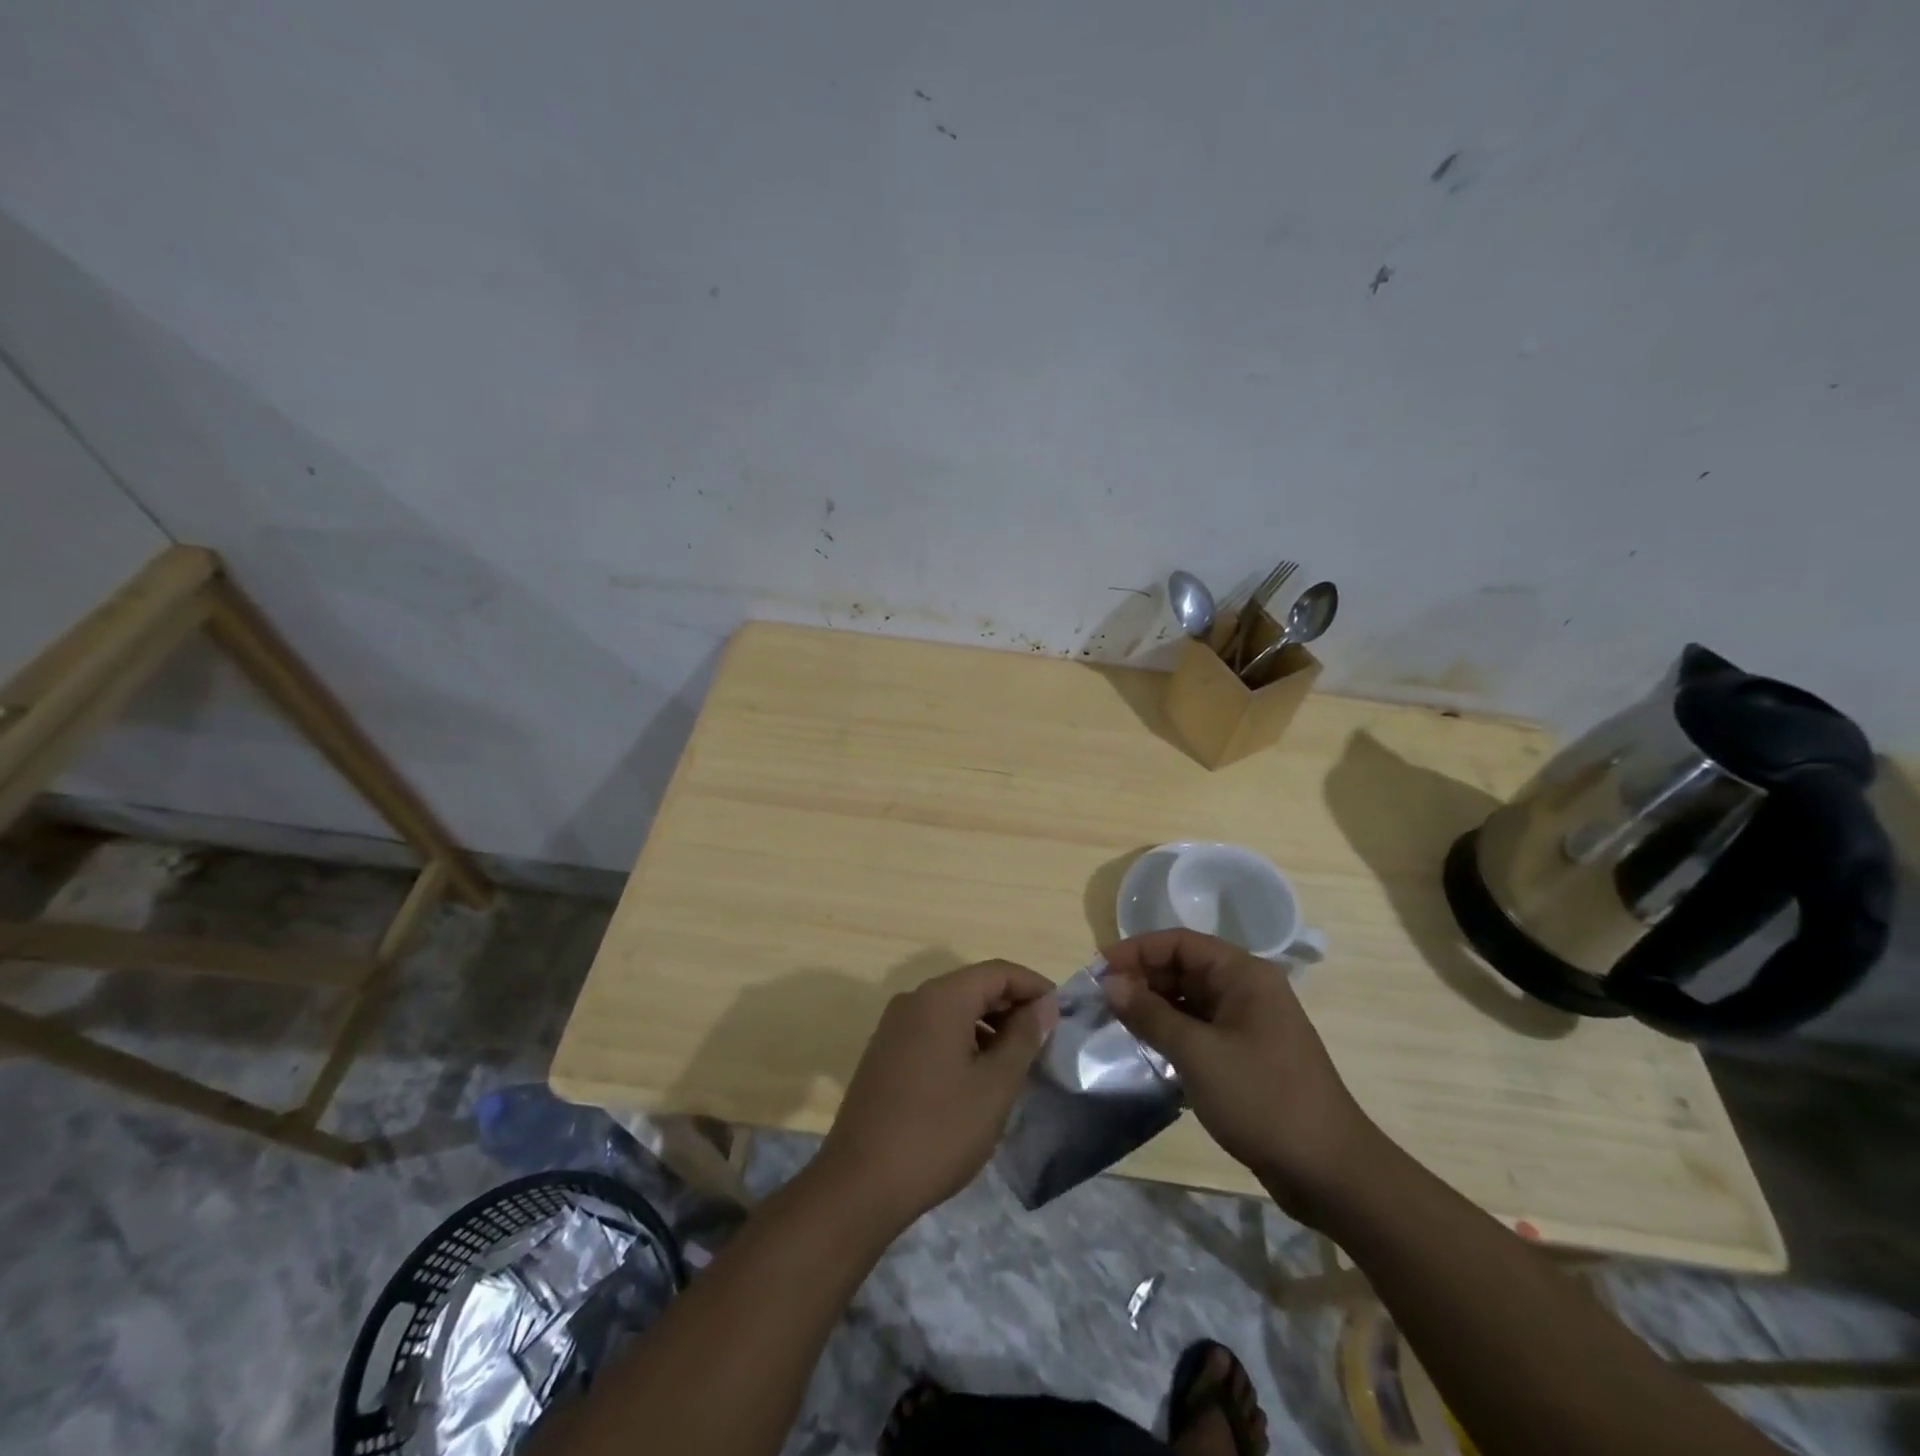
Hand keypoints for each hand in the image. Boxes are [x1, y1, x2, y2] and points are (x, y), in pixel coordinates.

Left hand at [816, 960, 1057, 1230]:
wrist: (860, 1183)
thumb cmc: (938, 1131)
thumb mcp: (994, 1086)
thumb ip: (1023, 1038)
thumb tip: (1043, 1005)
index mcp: (941, 998)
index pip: (997, 971)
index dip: (1033, 986)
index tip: (1061, 1014)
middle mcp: (914, 1000)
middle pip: (973, 986)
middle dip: (1011, 1006)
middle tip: (1044, 1040)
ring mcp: (894, 1026)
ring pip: (952, 1009)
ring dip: (987, 1025)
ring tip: (1016, 1061)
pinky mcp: (884, 1053)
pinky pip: (932, 1030)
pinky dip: (962, 1040)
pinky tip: (977, 1076)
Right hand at [1102, 929, 1379, 1221]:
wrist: (1330, 1172)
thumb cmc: (1263, 1099)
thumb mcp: (1198, 1054)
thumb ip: (1150, 1015)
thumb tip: (1110, 983)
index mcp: (1243, 974)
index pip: (1180, 943)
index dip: (1136, 951)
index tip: (1098, 971)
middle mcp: (1246, 989)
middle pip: (1183, 968)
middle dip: (1141, 978)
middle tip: (1100, 1001)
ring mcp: (1247, 1023)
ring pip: (1188, 999)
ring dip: (1152, 1006)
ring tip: (1114, 1022)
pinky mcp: (1244, 1054)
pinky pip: (1198, 1027)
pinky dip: (1170, 1031)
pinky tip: (1144, 1046)